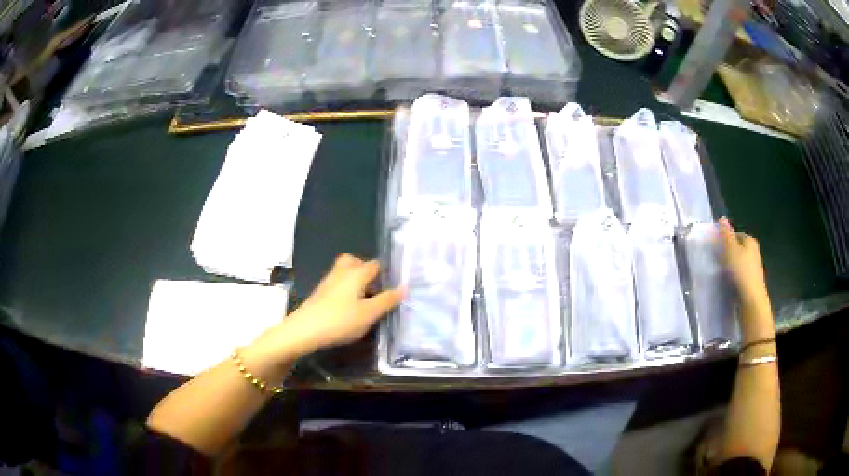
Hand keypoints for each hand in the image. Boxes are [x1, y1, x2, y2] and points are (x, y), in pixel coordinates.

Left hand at [245, 254, 403, 373]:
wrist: (304, 330)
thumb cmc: (340, 320)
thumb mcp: (369, 314)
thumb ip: (387, 300)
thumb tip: (404, 287)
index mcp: (356, 272)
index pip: (375, 264)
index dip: (387, 273)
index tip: (395, 286)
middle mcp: (342, 271)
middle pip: (355, 261)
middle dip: (366, 270)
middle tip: (376, 288)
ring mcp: (328, 282)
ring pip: (344, 273)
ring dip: (355, 281)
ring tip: (365, 300)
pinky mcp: (320, 293)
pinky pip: (337, 284)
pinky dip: (346, 290)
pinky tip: (349, 308)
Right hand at [719, 217, 767, 304]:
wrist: (751, 301)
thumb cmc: (741, 272)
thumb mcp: (731, 250)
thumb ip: (726, 235)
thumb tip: (722, 217)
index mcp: (750, 241)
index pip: (736, 235)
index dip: (726, 239)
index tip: (716, 248)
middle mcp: (754, 252)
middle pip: (738, 249)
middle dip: (728, 253)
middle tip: (717, 260)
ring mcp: (754, 268)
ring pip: (739, 263)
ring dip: (731, 266)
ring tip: (720, 273)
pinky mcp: (751, 282)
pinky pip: (740, 275)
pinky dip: (734, 277)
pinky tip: (728, 283)